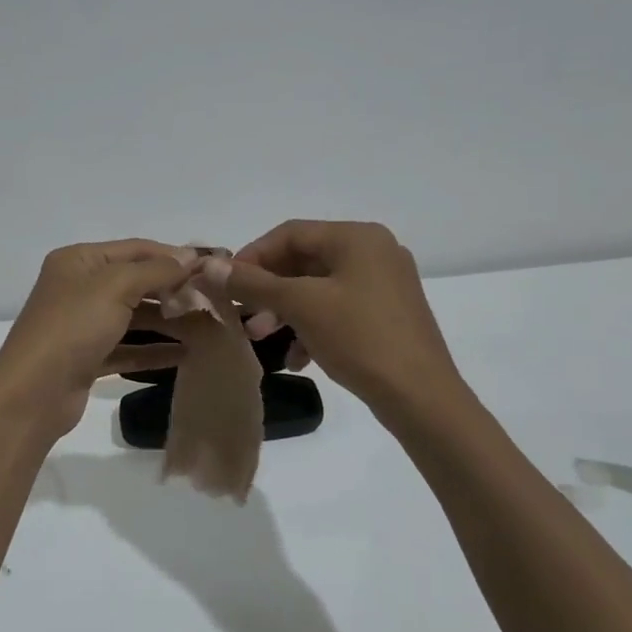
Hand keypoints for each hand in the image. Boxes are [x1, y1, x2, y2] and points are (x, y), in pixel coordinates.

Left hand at [0, 240, 197, 438]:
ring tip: (207, 326)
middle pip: (135, 281)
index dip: (173, 255)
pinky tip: (185, 355)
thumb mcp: (115, 287)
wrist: (34, 392)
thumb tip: (190, 257)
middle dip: (173, 289)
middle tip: (214, 299)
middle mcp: (79, 287)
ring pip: (133, 316)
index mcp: (79, 261)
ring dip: (167, 320)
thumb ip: (155, 270)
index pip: (135, 249)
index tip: (212, 266)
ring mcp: (82, 324)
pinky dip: (153, 349)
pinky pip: (127, 347)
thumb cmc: (73, 327)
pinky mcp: (88, 358)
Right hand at [205, 220, 471, 426]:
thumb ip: (253, 282)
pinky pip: (337, 309)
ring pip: (317, 288)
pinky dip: (310, 326)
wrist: (421, 398)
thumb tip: (209, 265)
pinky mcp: (387, 314)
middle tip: (242, 316)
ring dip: (284, 311)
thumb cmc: (360, 338)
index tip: (225, 284)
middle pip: (303, 261)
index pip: (290, 234)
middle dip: (268, 289)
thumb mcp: (300, 306)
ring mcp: (383, 284)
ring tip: (261, 339)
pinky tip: (296, 358)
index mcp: (357, 238)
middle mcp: (374, 252)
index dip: (252, 256)